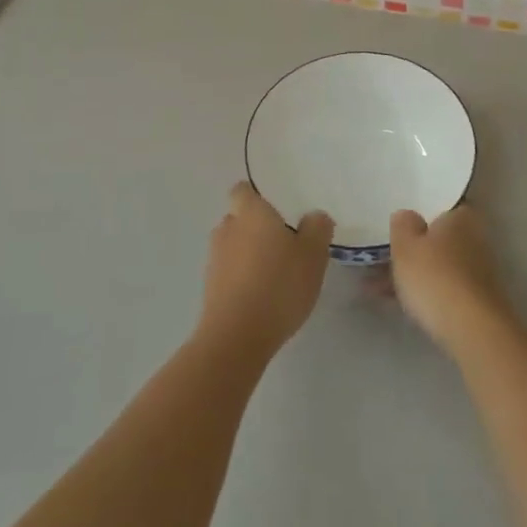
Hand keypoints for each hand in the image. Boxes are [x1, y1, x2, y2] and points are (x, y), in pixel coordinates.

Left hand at [198, 183, 332, 359]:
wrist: (237, 337)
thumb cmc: (279, 285)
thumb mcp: (313, 255)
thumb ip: (317, 228)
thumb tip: (314, 216)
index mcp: (251, 213)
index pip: (242, 190)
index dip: (256, 196)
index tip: (276, 208)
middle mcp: (227, 229)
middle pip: (238, 219)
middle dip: (256, 228)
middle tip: (284, 243)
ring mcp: (214, 260)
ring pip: (233, 247)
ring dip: (249, 254)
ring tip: (275, 273)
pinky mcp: (210, 289)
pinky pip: (229, 273)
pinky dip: (242, 278)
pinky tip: (263, 296)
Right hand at [389, 202, 503, 352]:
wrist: (472, 330)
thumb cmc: (435, 277)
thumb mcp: (406, 245)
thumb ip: (403, 224)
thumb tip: (407, 215)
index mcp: (461, 218)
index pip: (442, 207)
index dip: (421, 215)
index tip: (400, 225)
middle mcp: (475, 239)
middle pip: (439, 239)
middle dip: (413, 249)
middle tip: (383, 257)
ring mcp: (477, 272)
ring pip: (437, 266)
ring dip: (412, 274)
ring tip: (376, 287)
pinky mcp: (475, 301)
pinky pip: (442, 289)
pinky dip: (422, 293)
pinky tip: (395, 304)